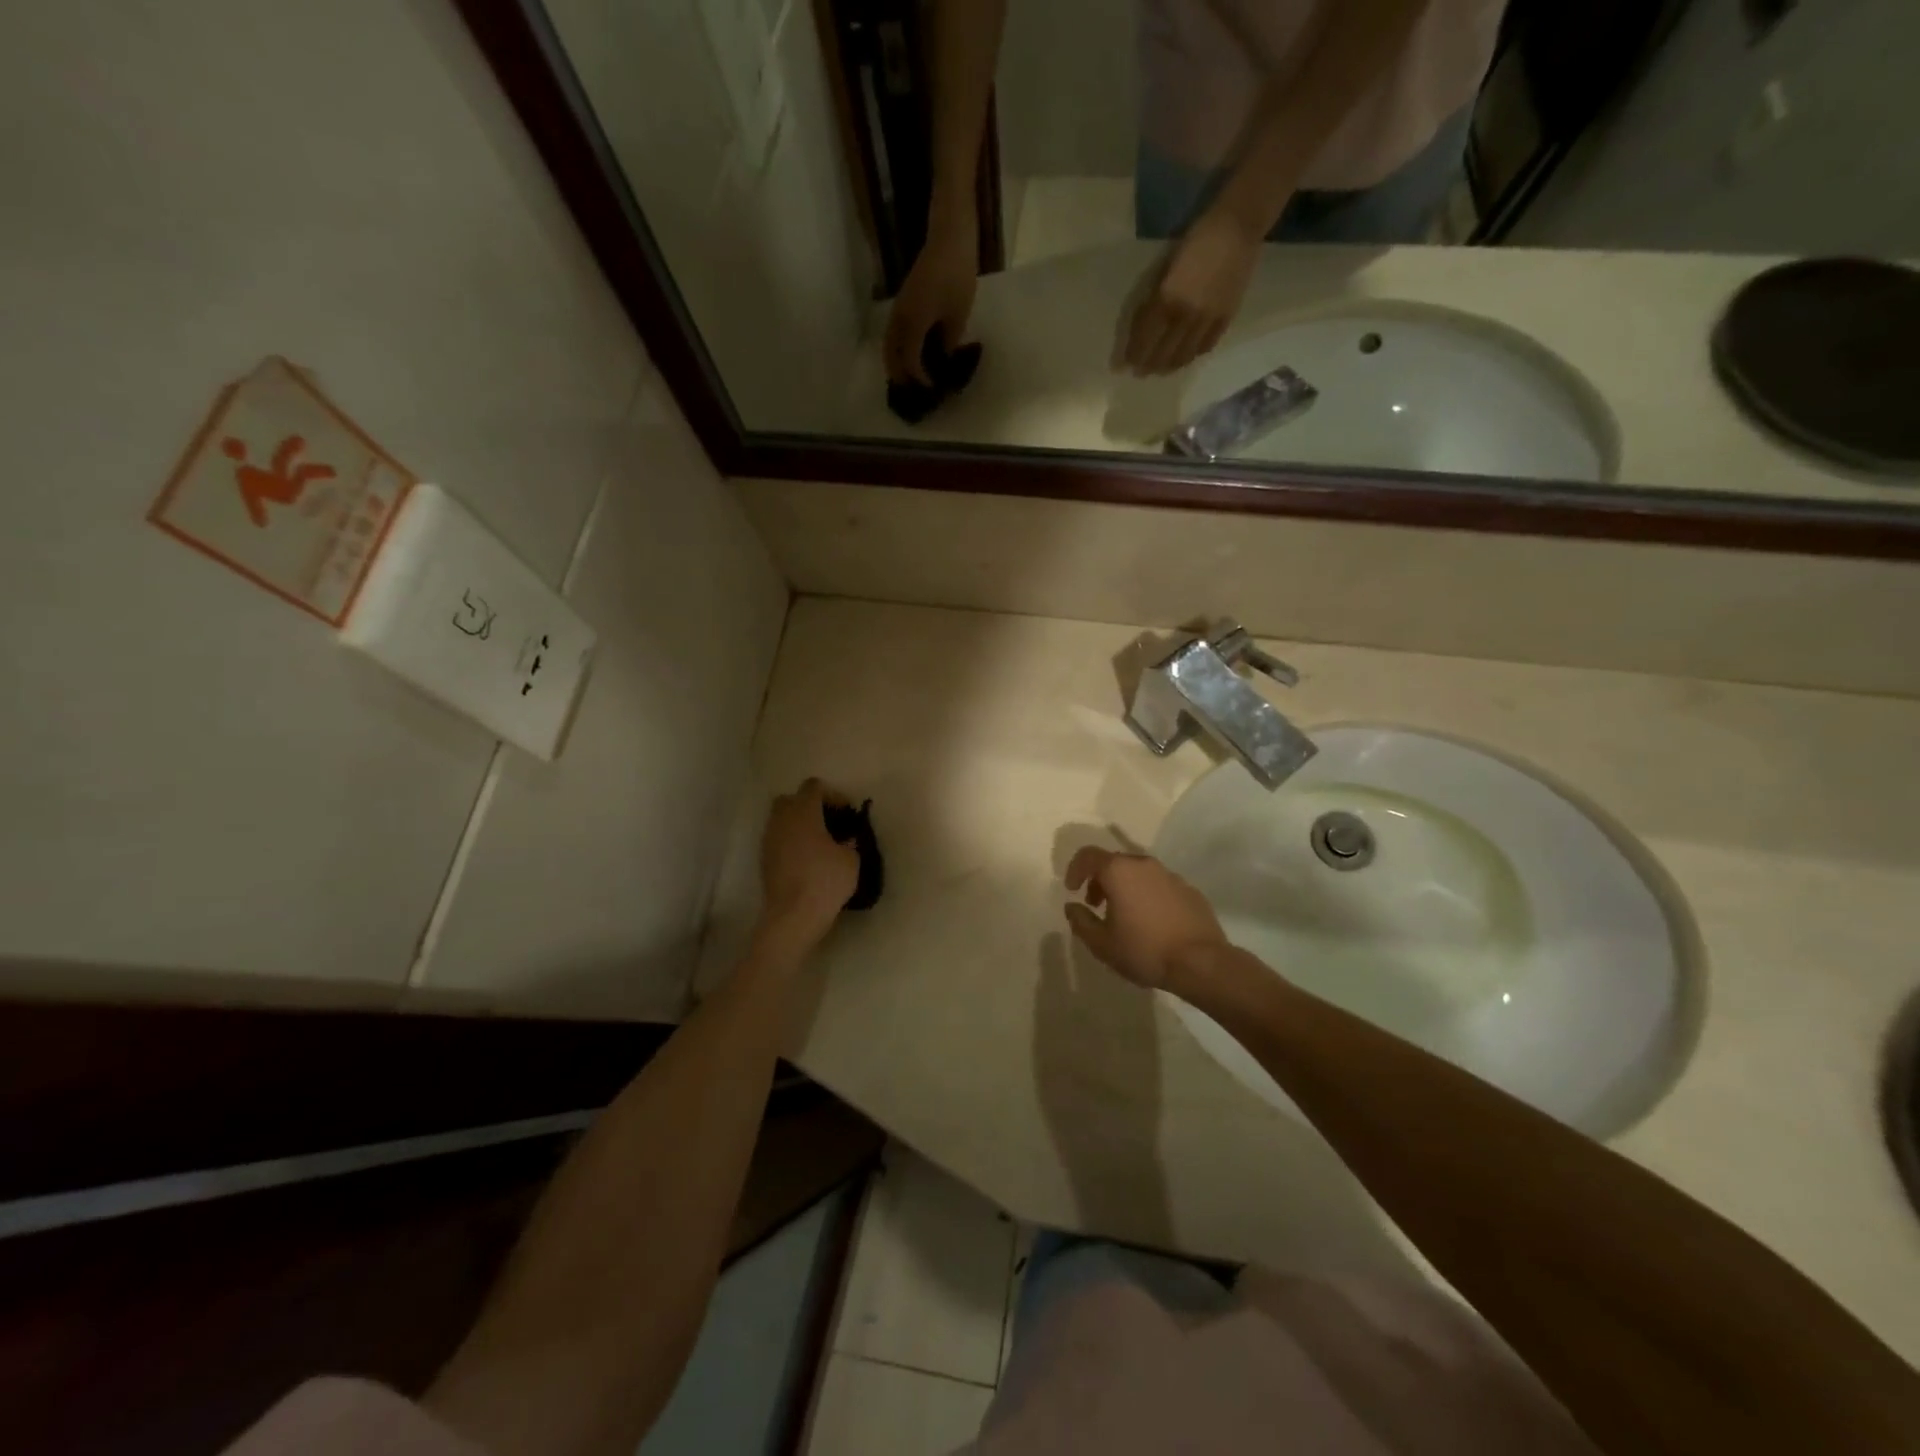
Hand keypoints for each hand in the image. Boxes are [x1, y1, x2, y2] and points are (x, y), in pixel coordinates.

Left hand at [758, 780, 859, 953]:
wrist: (793, 916)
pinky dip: (791, 842)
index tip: (846, 812)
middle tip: (829, 823)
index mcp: (803, 812)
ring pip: (782, 820)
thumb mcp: (851, 859)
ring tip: (820, 843)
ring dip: (799, 825)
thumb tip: (846, 839)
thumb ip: (850, 842)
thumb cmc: (825, 881)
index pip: (813, 786)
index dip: (832, 794)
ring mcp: (769, 839)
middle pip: (791, 799)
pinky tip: (807, 859)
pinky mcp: (764, 859)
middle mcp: (782, 820)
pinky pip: (778, 839)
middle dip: (810, 806)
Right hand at [884, 209, 978, 384]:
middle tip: (912, 390)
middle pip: (890, 355)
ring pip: (888, 343)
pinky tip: (910, 353)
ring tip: (907, 376)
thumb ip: (949, 343)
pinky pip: (893, 332)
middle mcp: (900, 319)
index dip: (919, 378)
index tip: (931, 387)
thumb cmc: (957, 275)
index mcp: (914, 324)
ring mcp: (898, 308)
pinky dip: (897, 347)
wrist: (948, 237)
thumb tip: (943, 359)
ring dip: (894, 362)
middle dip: (899, 375)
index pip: (910, 361)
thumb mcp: (958, 315)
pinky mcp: (902, 301)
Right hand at [1063, 847, 1227, 992]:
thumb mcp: (1102, 944)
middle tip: (1095, 905)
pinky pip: (1159, 885)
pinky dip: (1147, 895)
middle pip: (1114, 862)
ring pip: (1138, 872)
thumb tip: (1072, 907)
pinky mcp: (1189, 890)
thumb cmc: (1145, 950)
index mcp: (1119, 871)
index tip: (1072, 890)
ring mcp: (1170, 875)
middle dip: (1099, 880)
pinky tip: (1151, 922)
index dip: (1075, 869)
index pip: (1088, 855)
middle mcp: (1144, 864)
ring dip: (1124, 887)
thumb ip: (1081, 921)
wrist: (1202, 963)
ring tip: (1123, 916)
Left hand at [1117, 206, 1261, 375]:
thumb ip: (1154, 299)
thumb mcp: (1165, 270)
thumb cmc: (1195, 241)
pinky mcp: (1225, 318)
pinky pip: (1205, 346)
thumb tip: (1143, 328)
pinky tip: (1185, 357)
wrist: (1237, 227)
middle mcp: (1186, 316)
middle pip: (1163, 353)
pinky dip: (1192, 355)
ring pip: (1184, 355)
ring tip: (1161, 370)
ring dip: (1170, 366)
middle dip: (1149, 366)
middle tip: (1141, 372)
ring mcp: (1208, 320)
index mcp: (1167, 300)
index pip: (1145, 338)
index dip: (1135, 354)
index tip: (1125, 365)